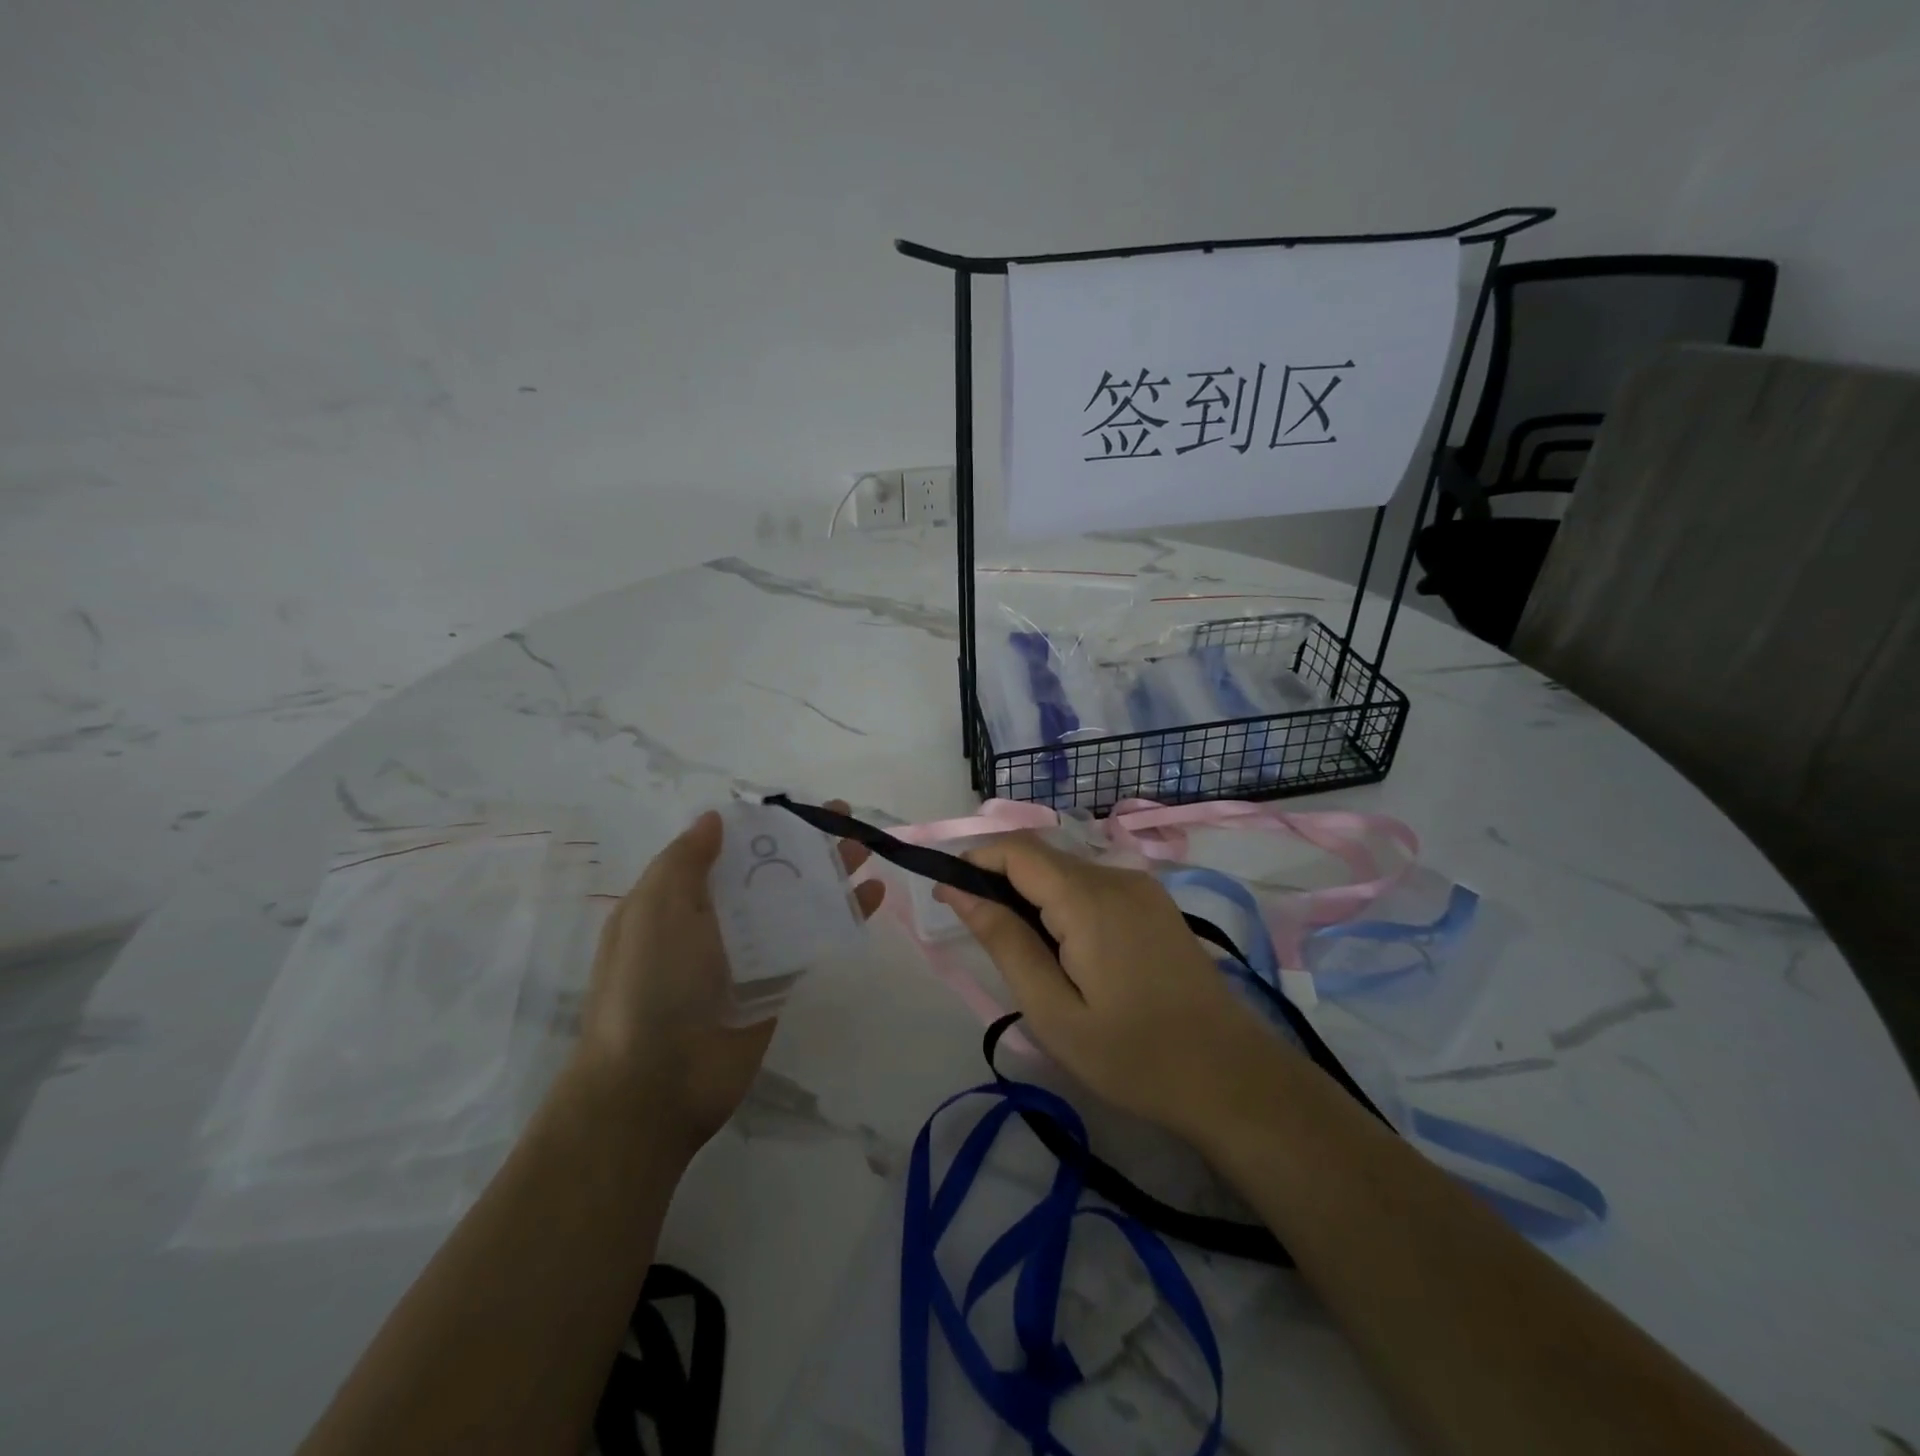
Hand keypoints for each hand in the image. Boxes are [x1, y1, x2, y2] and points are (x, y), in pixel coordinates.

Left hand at [571, 802, 884, 1153]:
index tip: (797, 806)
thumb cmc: (650, 984)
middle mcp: (715, 921)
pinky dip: (842, 916)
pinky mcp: (778, 984)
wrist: (656, 1084)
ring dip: (830, 874)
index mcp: (679, 899)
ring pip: (796, 902)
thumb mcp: (655, 909)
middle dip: (805, 843)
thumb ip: (686, 861)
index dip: (762, 826)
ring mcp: (749, 954)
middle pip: (769, 871)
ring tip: (867, 848)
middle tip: (845, 817)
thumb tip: (714, 819)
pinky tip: (872, 896)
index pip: (727, 850)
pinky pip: (813, 941)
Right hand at [935, 832, 1282, 1138]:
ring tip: (1021, 953)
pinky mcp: (1155, 904)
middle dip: (998, 880)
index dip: (973, 860)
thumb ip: (1005, 942)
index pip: (1016, 849)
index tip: (944, 894)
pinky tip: (1063, 950)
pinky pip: (1093, 886)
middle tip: (979, 936)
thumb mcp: (1053, 1011)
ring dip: (1031, 894)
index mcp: (1088, 898)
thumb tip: (959, 890)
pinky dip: (1062, 902)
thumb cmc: (1134, 1056)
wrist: (1231, 1078)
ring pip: (1066, 870)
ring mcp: (1141, 888)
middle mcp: (1116, 876)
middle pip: (1041, 857)